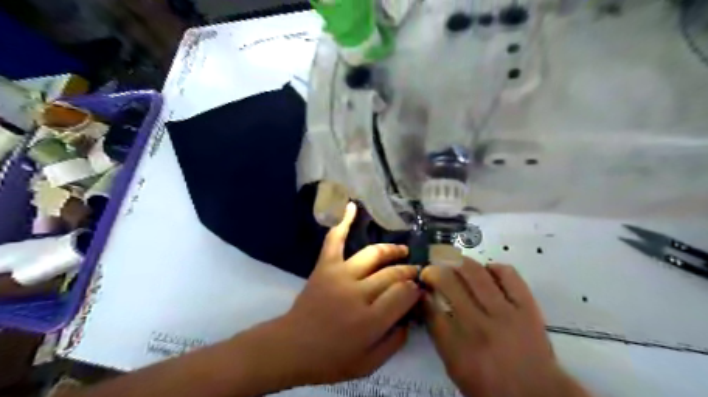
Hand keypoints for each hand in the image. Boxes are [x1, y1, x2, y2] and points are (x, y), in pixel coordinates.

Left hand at [277, 201, 419, 383]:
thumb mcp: (369, 364)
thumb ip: (395, 341)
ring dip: (391, 250)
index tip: (419, 290)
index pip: (404, 293)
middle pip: (392, 273)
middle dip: (409, 271)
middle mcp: (358, 293)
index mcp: (371, 320)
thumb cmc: (331, 359)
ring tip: (401, 251)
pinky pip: (334, 240)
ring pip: (373, 254)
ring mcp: (340, 275)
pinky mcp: (324, 266)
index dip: (416, 289)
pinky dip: (343, 222)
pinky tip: (352, 206)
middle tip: (416, 272)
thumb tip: (409, 316)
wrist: (292, 347)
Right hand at [419, 257, 592, 396]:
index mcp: (457, 346)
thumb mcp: (455, 368)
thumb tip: (428, 303)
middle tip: (431, 270)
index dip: (422, 291)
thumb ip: (439, 335)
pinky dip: (493, 267)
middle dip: (433, 271)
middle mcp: (478, 326)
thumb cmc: (490, 385)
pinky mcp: (527, 307)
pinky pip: (508, 275)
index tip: (421, 286)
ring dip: (457, 261)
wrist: (537, 395)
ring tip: (452, 261)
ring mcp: (505, 313)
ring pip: (475, 273)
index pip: (430, 307)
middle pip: (448, 282)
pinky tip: (486, 271)